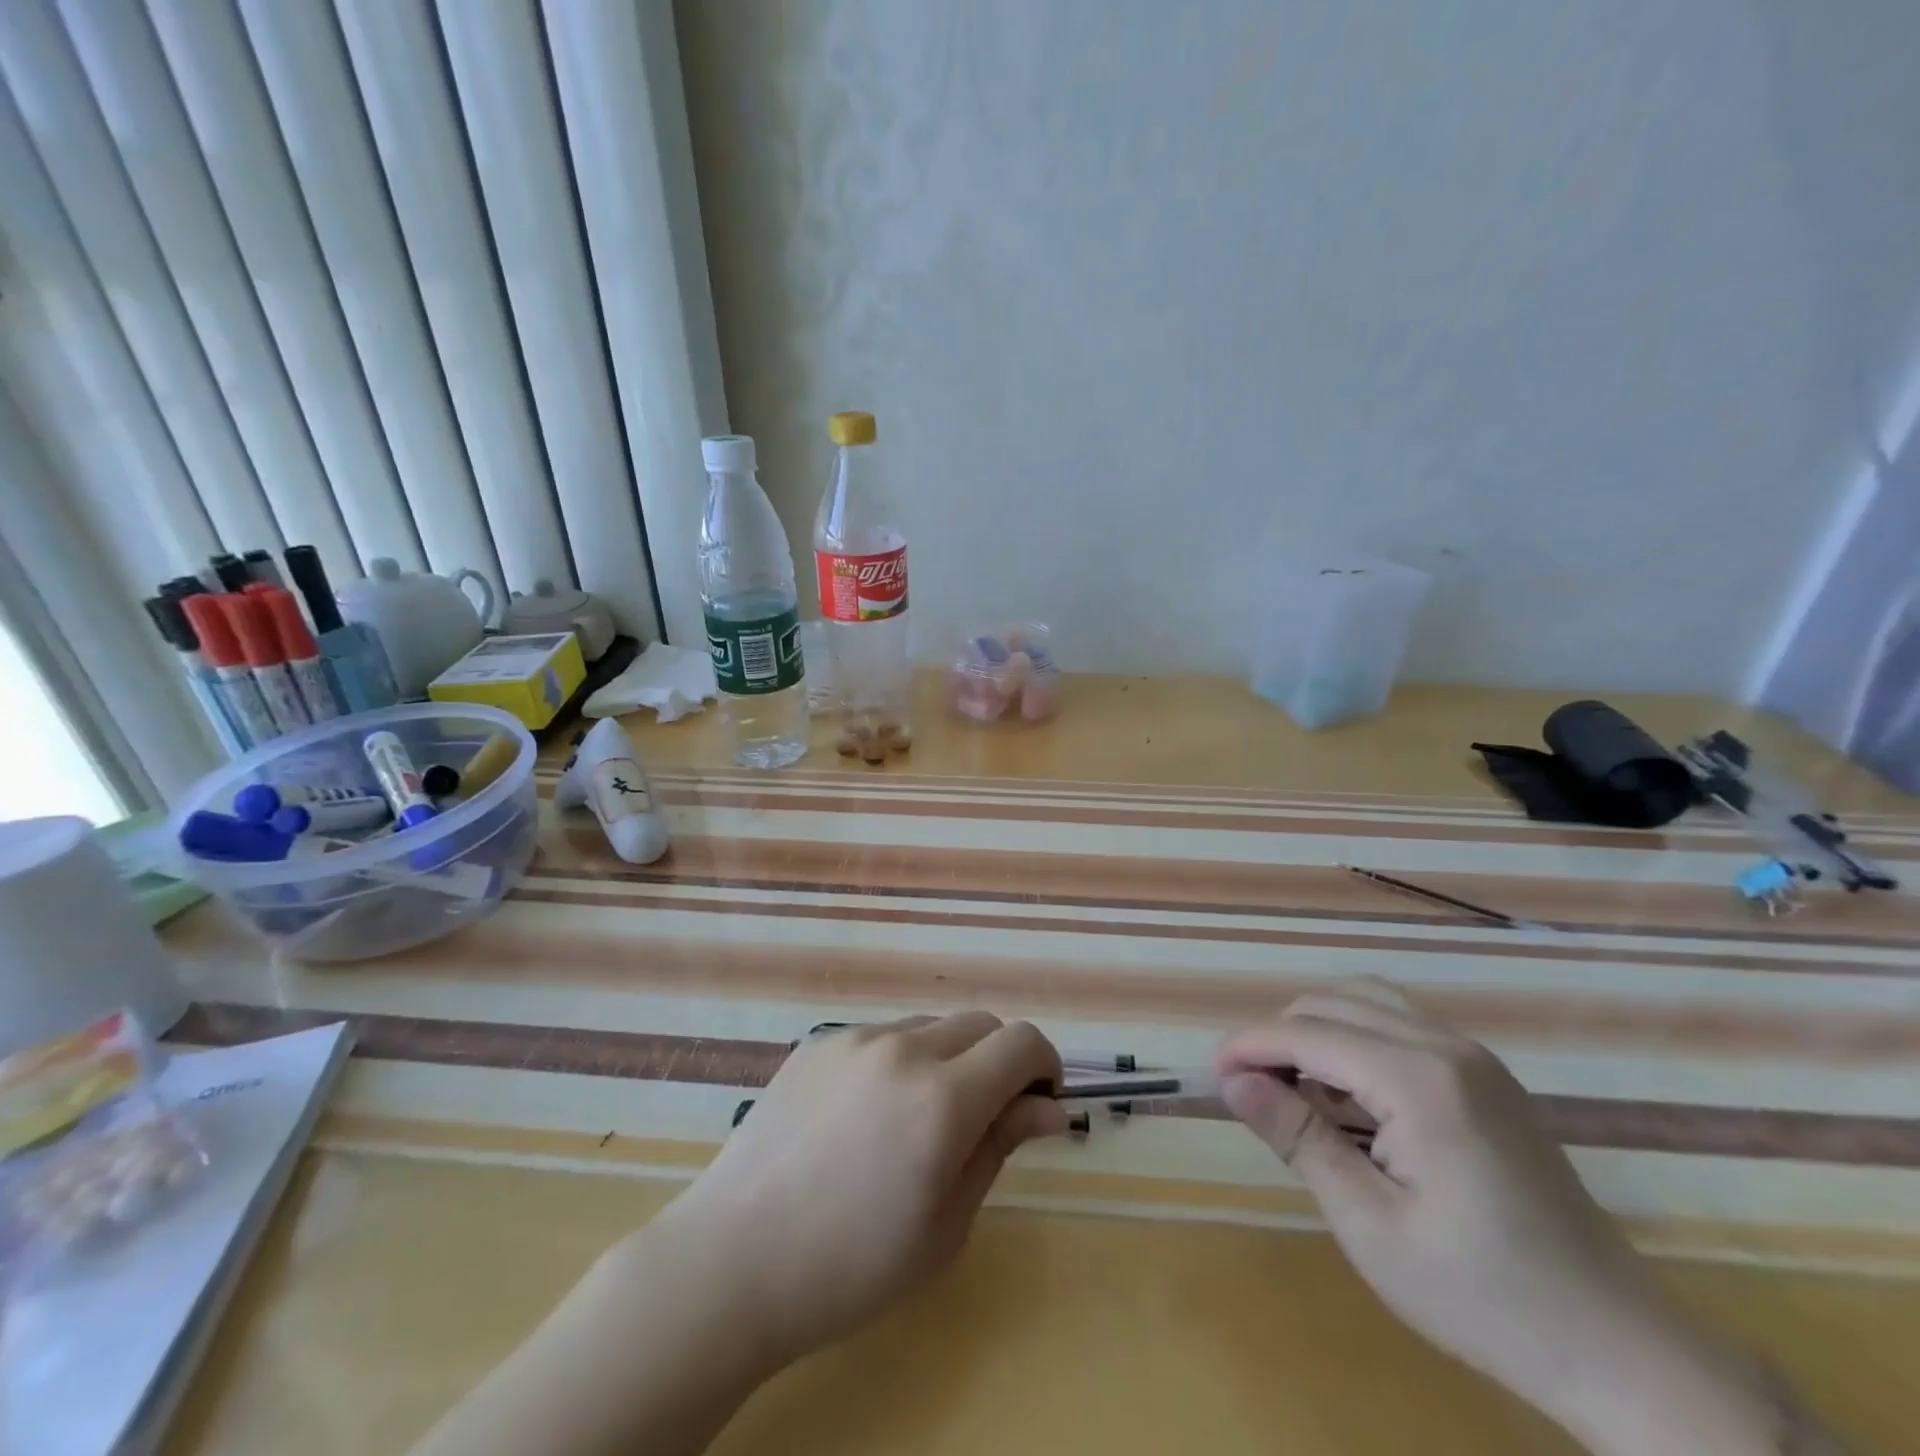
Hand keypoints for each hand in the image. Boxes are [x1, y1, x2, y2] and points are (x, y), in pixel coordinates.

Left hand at [651, 1013, 1067, 1369]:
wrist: (734, 1259)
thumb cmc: (852, 1265)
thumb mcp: (945, 1223)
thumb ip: (1000, 1146)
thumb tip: (1049, 1108)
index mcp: (943, 1099)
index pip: (1022, 1042)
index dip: (1044, 1066)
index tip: (1039, 1104)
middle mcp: (902, 1049)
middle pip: (980, 1023)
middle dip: (999, 1061)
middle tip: (983, 1118)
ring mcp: (854, 1039)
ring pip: (929, 1027)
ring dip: (947, 1060)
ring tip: (914, 1123)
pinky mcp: (817, 1042)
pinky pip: (880, 1037)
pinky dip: (897, 1063)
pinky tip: (864, 1117)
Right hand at [1215, 983, 1825, 1454]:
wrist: (1619, 1348)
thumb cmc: (1483, 1296)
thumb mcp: (1371, 1225)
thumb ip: (1297, 1138)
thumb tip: (1232, 1080)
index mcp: (1420, 1080)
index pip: (1309, 1033)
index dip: (1251, 1045)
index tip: (1212, 1072)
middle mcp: (1447, 1046)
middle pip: (1334, 1002)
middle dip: (1280, 1035)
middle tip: (1250, 1090)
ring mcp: (1474, 1057)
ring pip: (1367, 1003)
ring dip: (1317, 1032)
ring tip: (1293, 1091)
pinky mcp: (1486, 1075)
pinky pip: (1399, 1026)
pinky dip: (1355, 1043)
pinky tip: (1346, 1099)